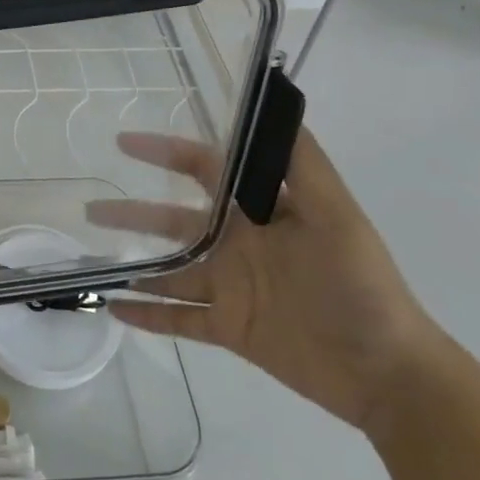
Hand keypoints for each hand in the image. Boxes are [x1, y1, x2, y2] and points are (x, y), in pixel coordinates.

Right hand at [86, 128, 443, 431]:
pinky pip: (179, 319)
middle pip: (172, 222)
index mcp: (258, 212)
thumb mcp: (336, 215)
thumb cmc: (360, 286)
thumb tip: (272, 107)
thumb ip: (301, 165)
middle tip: (90, 210)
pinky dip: (147, 314)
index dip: (165, 152)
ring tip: (90, 262)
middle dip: (132, 213)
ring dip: (132, 264)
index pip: (204, 170)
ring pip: (168, 269)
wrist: (389, 373)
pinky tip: (114, 310)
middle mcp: (237, 244)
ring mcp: (230, 288)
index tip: (124, 143)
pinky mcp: (230, 328)